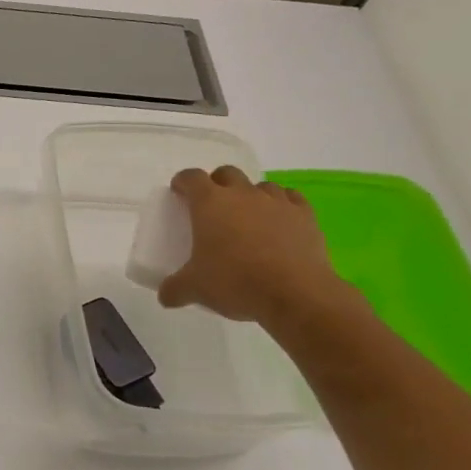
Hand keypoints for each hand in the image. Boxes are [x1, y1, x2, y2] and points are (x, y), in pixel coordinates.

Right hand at [158, 167, 350, 326]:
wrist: (296, 294)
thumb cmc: (235, 282)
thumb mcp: (194, 289)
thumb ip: (174, 289)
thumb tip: (165, 296)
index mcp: (210, 204)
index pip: (191, 178)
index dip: (182, 182)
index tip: (179, 193)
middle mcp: (242, 194)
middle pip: (227, 173)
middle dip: (217, 183)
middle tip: (213, 206)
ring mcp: (277, 202)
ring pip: (260, 185)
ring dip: (251, 195)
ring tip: (248, 217)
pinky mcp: (305, 215)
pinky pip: (291, 198)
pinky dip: (282, 205)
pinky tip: (279, 221)